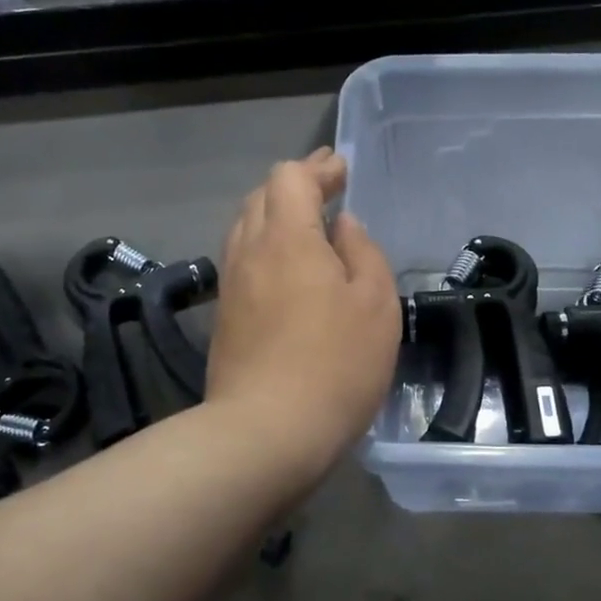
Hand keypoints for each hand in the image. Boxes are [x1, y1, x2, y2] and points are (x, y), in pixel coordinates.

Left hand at [209, 150, 401, 466]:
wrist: (267, 432)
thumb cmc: (336, 364)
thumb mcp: (375, 305)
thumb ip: (363, 253)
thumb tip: (343, 227)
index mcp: (288, 237)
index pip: (291, 178)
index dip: (318, 168)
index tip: (342, 171)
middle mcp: (250, 250)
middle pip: (263, 196)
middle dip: (296, 184)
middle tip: (328, 186)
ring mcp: (231, 284)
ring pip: (247, 227)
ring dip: (276, 214)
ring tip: (306, 221)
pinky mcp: (225, 315)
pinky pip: (242, 258)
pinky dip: (265, 244)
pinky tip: (286, 265)